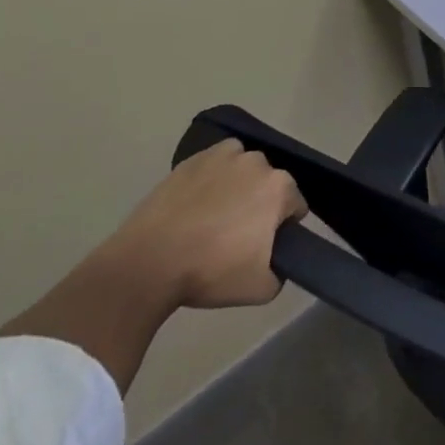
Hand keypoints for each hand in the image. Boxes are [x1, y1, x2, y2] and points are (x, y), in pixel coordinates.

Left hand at [108, 140, 306, 310]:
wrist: (148, 263)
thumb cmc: (210, 272)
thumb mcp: (261, 289)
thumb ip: (281, 272)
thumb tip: (275, 262)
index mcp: (279, 188)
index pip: (295, 206)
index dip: (283, 228)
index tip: (264, 246)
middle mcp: (257, 162)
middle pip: (269, 184)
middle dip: (261, 204)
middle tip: (238, 234)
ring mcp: (223, 156)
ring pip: (243, 169)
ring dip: (238, 185)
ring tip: (215, 215)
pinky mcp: (192, 159)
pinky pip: (214, 164)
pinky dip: (211, 177)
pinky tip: (196, 203)